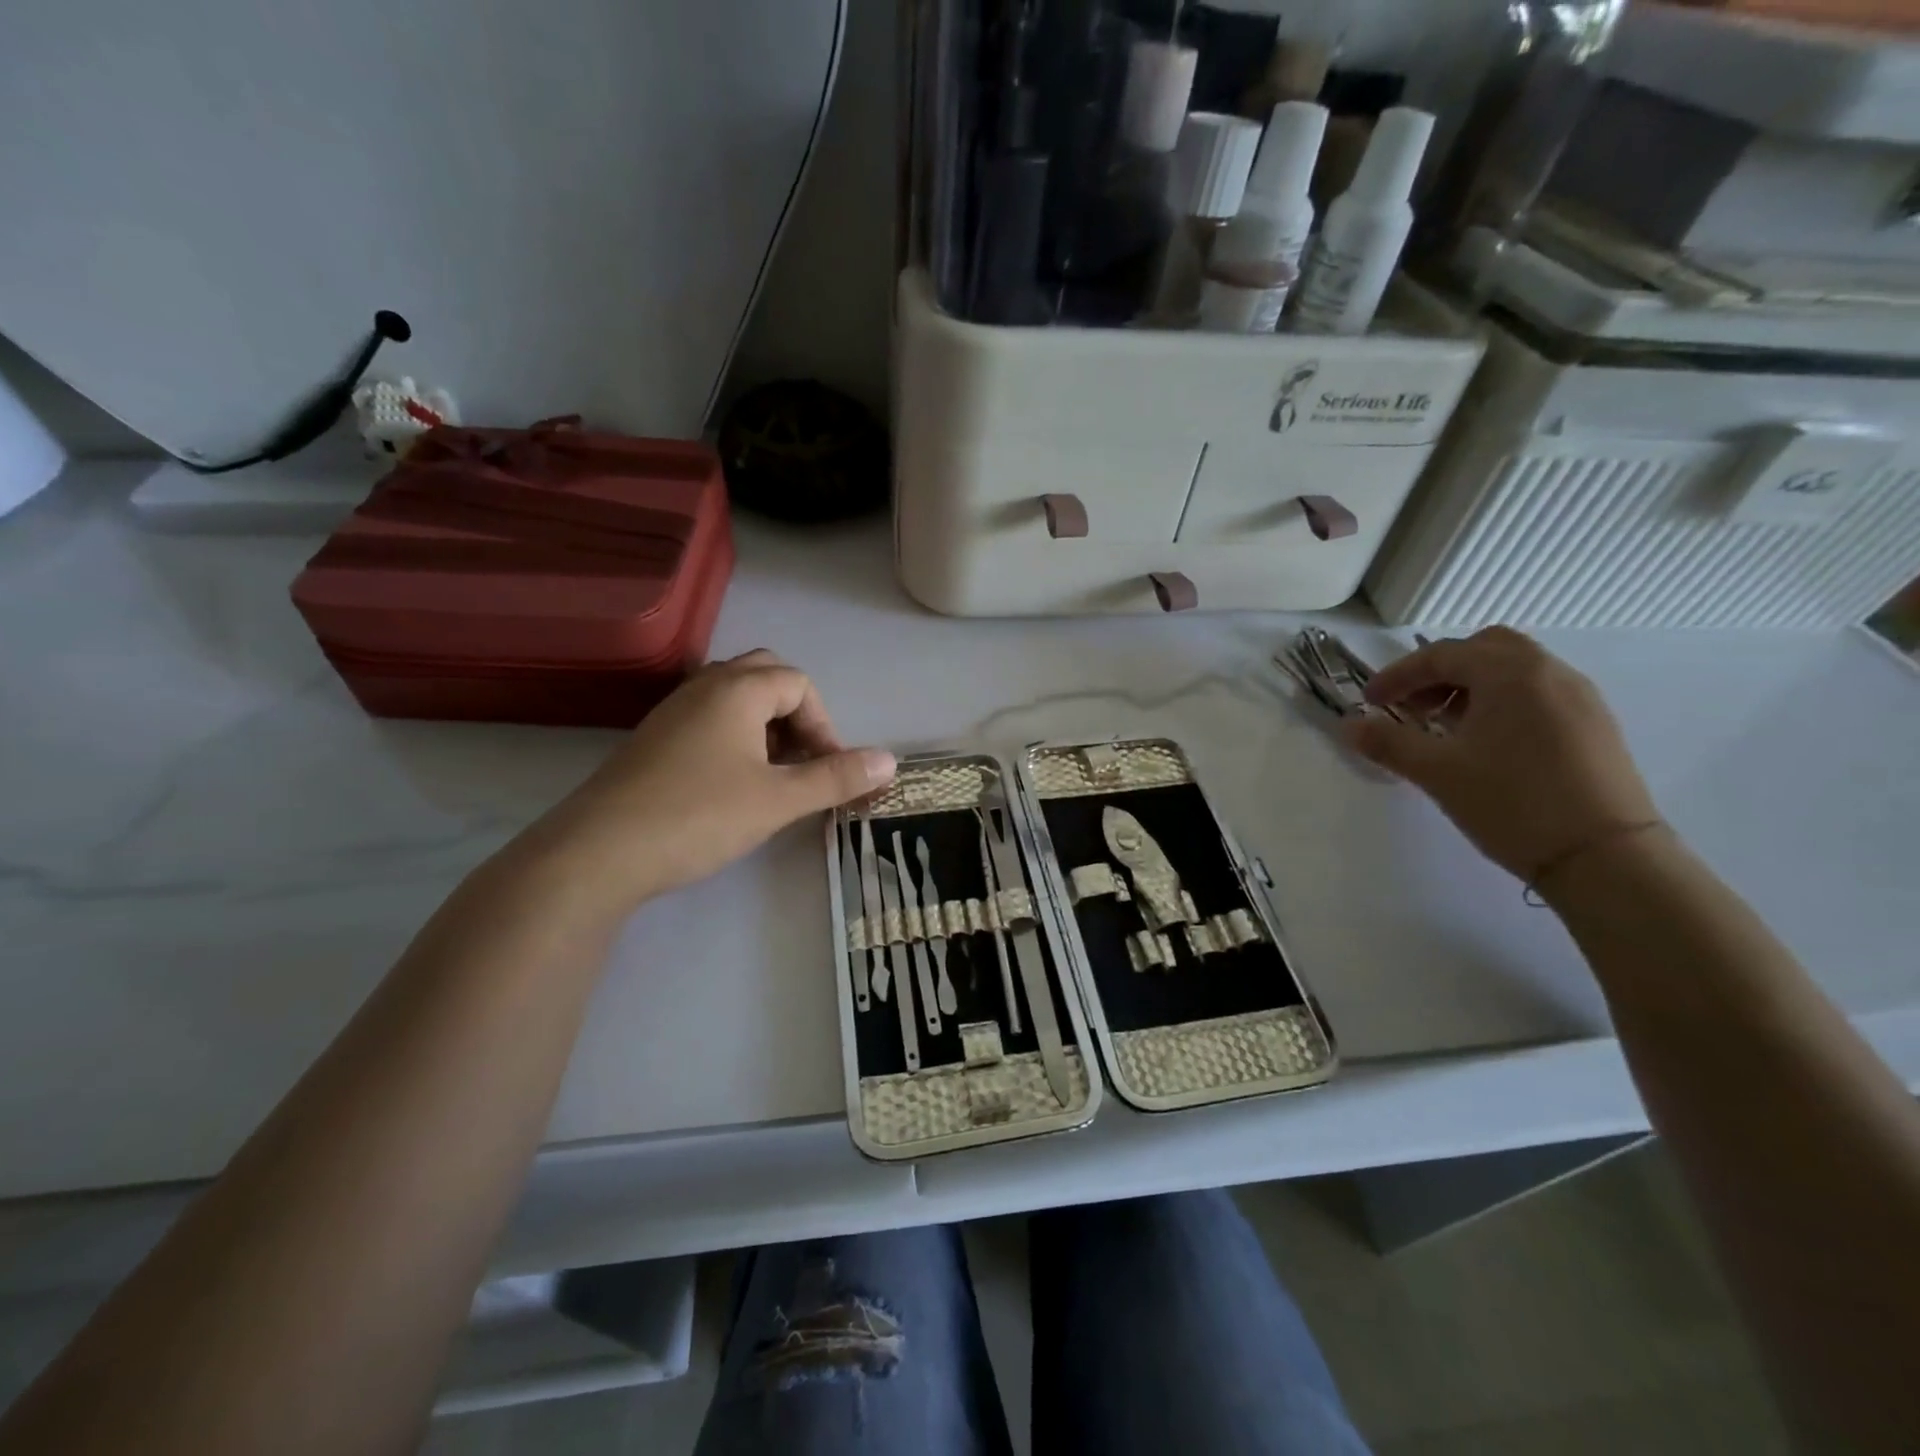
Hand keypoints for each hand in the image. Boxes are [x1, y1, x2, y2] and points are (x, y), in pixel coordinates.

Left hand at [528, 650, 895, 909]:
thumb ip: (836, 777)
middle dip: (796, 715)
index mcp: (737, 689)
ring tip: (774, 775)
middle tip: (803, 760)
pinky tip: (732, 784)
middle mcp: (704, 687)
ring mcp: (673, 711)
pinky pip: (708, 719)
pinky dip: (735, 738)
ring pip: (734, 698)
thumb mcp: (778, 799)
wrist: (599, 852)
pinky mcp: (654, 739)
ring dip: (766, 727)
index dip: (825, 725)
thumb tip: (891, 760)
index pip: (799, 684)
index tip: (829, 771)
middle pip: (765, 677)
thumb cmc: (699, 815)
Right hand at [1344, 628, 1659, 883]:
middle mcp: (1549, 672)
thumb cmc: (1512, 803)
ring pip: (1514, 670)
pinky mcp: (1594, 725)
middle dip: (1439, 671)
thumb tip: (1348, 725)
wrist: (1606, 858)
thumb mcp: (1437, 772)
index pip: (1441, 655)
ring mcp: (1579, 697)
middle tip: (1411, 706)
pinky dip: (1501, 701)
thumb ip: (1388, 742)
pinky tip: (1486, 743)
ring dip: (1471, 686)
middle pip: (1484, 648)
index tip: (1369, 702)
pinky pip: (1537, 693)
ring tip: (1444, 728)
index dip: (1397, 676)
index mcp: (1510, 673)